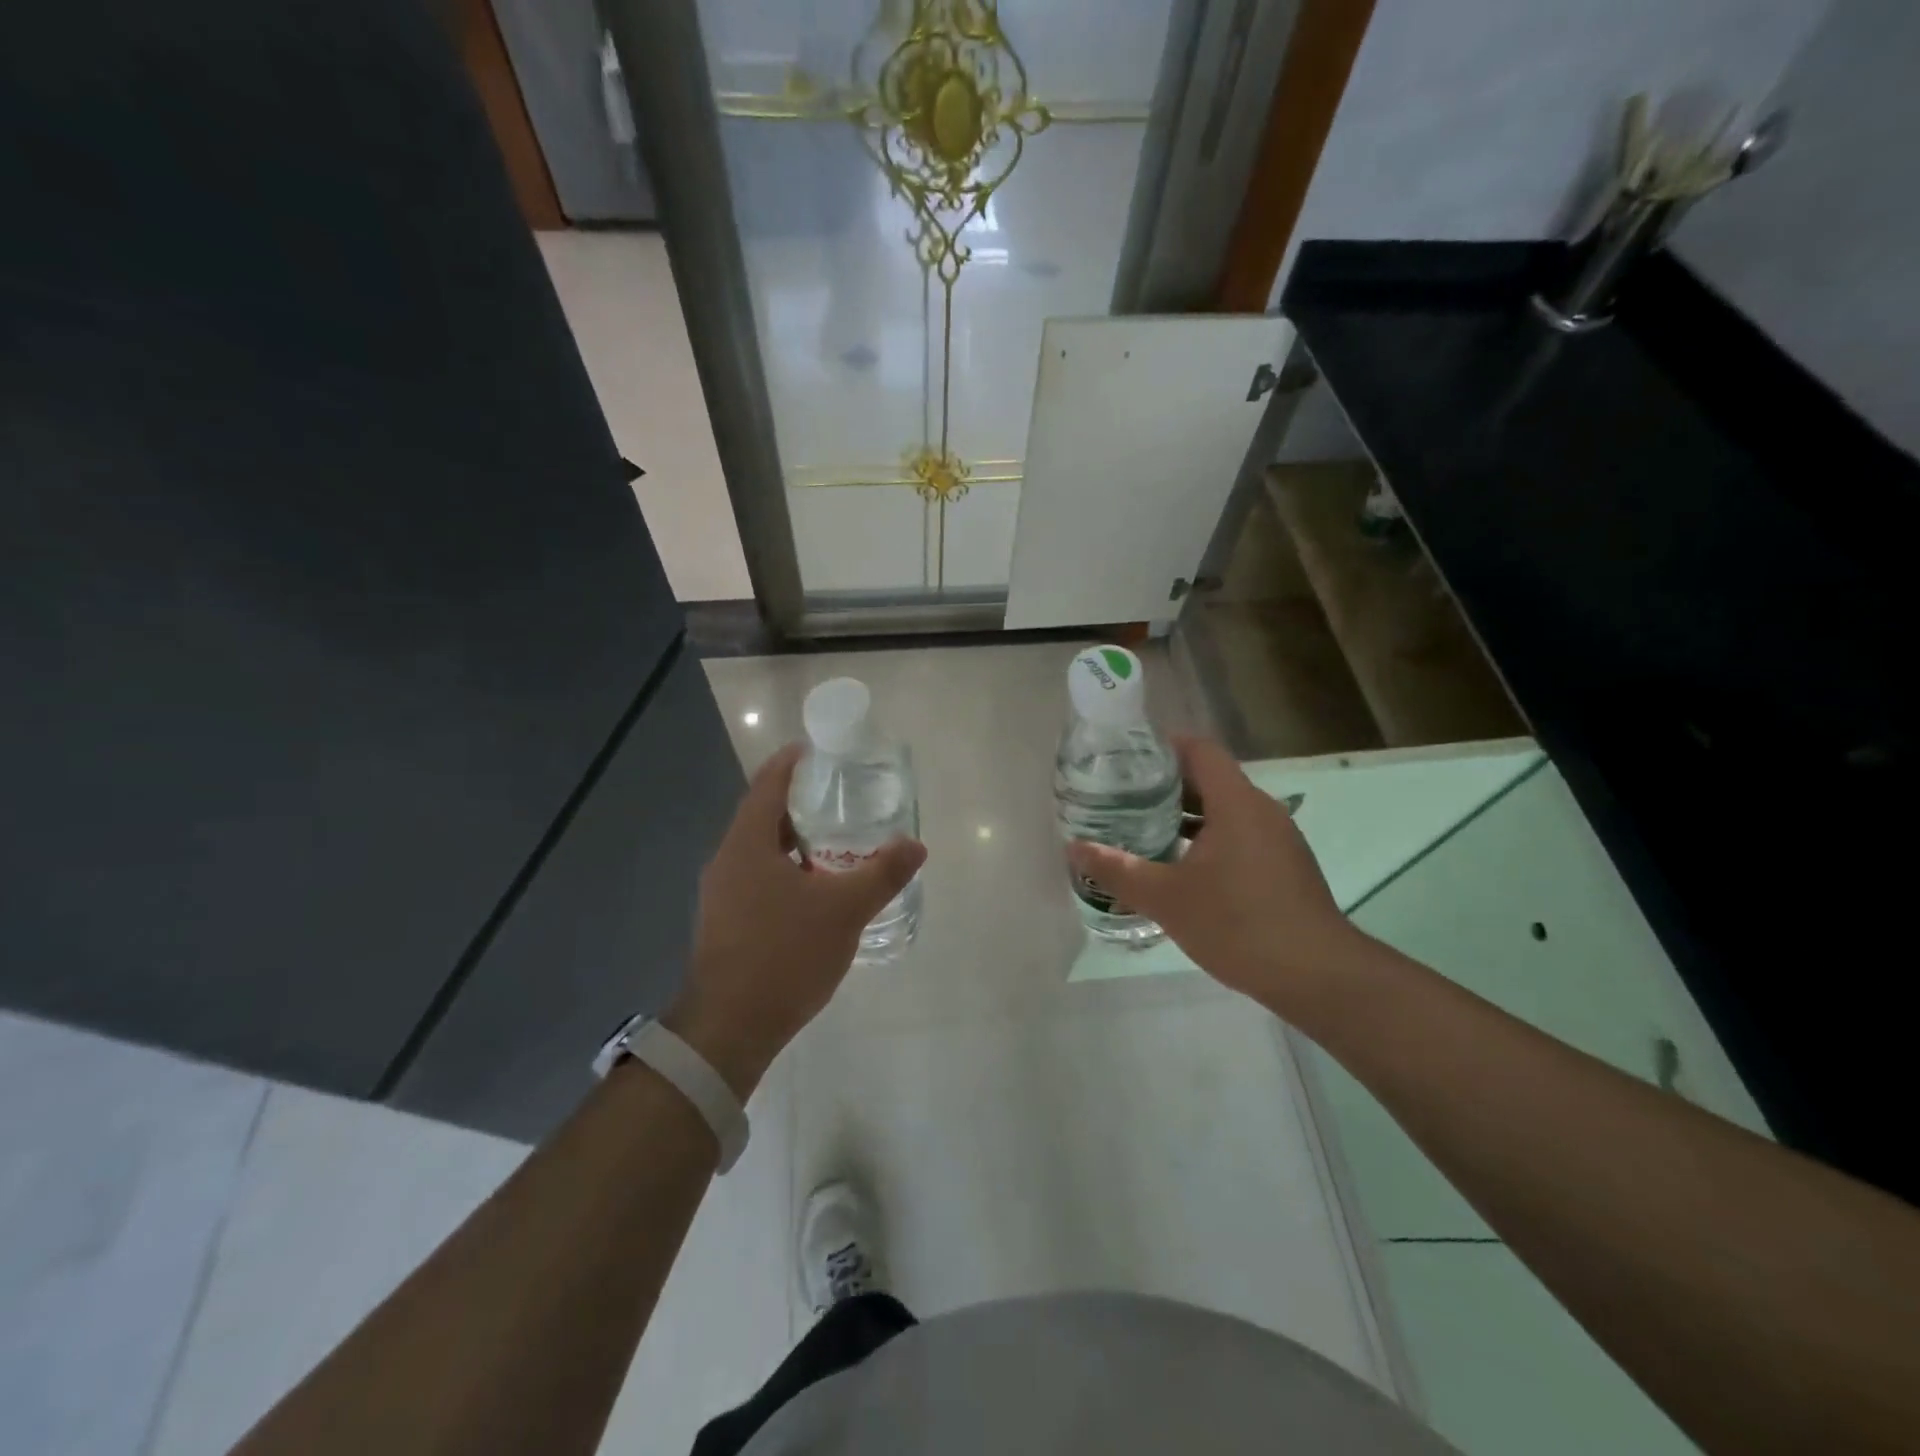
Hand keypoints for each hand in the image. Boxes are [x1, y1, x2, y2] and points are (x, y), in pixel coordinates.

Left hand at [665, 744, 925, 1096]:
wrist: (729, 1029)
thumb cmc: (784, 955)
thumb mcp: (844, 910)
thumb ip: (882, 873)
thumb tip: (916, 845)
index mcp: (747, 843)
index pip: (768, 784)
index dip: (793, 762)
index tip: (820, 751)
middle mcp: (728, 860)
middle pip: (763, 815)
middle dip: (801, 802)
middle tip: (842, 797)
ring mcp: (722, 894)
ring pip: (761, 850)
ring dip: (795, 840)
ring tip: (837, 841)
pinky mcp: (725, 922)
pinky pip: (759, 878)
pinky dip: (787, 870)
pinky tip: (817, 890)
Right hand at [1066, 736, 1359, 1012]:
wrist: (1317, 976)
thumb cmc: (1238, 924)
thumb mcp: (1166, 897)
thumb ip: (1117, 869)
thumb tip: (1074, 847)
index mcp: (1236, 803)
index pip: (1199, 750)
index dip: (1163, 747)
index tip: (1126, 761)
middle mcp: (1261, 810)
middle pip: (1209, 779)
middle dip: (1164, 786)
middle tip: (1122, 799)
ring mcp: (1277, 838)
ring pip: (1224, 810)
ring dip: (1185, 816)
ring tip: (1142, 831)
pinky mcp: (1284, 865)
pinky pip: (1239, 835)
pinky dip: (1207, 839)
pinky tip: (1181, 868)